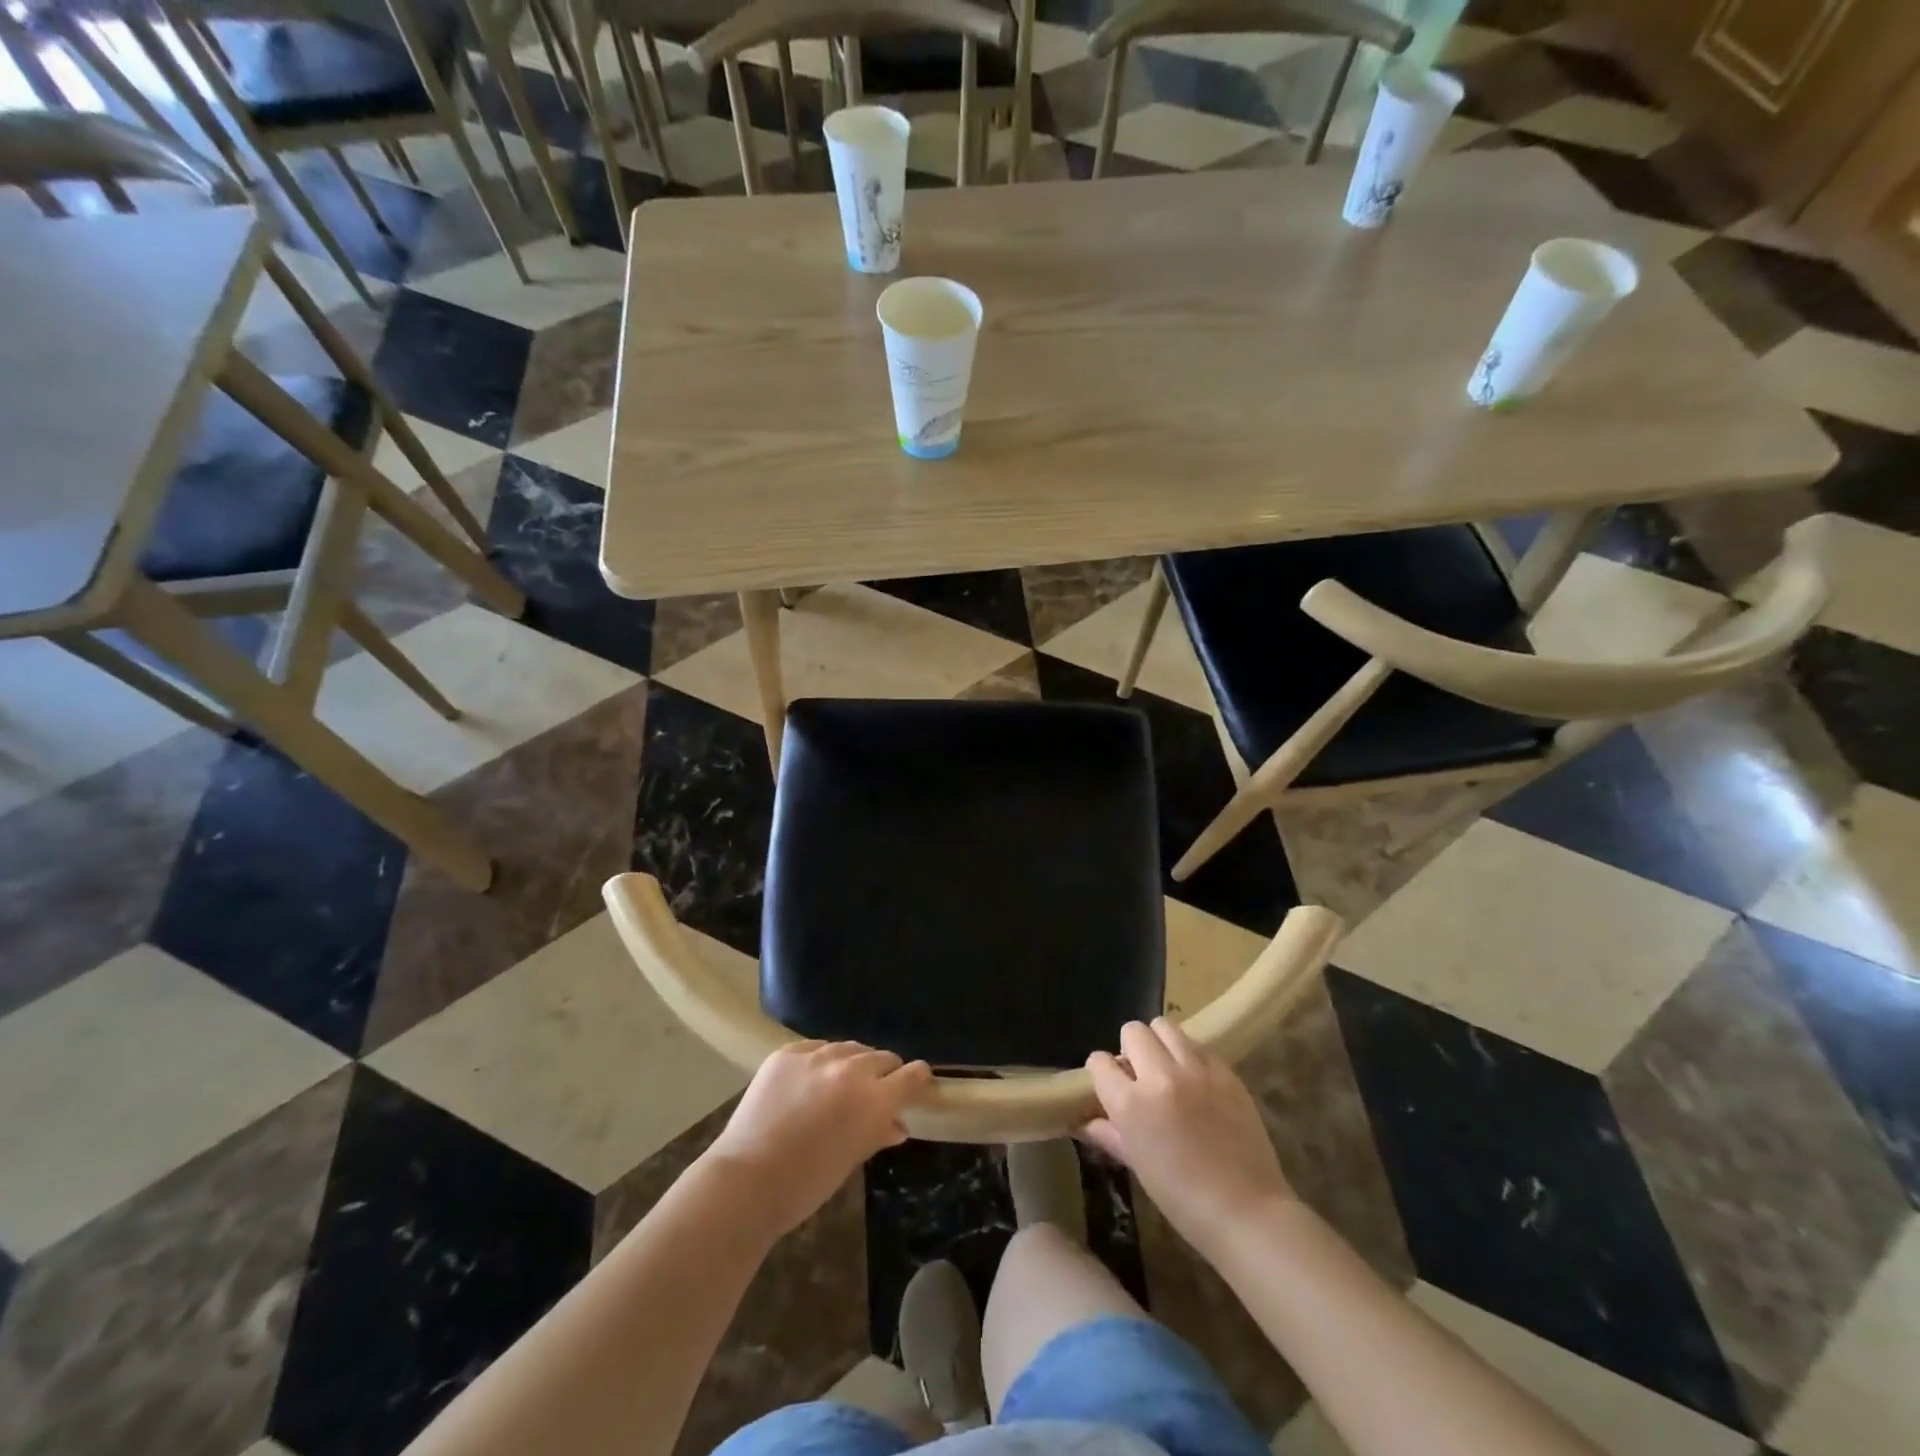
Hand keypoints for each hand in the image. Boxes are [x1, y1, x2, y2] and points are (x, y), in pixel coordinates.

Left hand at [704, 1041, 930, 1239]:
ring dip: (853, 1063)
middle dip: (885, 1072)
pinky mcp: (787, 1053)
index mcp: (873, 1099)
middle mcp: (850, 1069)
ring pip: (849, 1047)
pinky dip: (821, 1061)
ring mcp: (817, 1056)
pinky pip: (816, 1047)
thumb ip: (878, 1133)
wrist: (747, 1180)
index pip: (911, 1075)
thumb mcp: (851, 1159)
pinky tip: (812, 1079)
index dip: (917, 1079)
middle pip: (882, 1057)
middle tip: (877, 1090)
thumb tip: (898, 1125)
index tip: (917, 1084)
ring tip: (842, 1083)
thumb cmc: (807, 1183)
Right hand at [1081, 1018, 1292, 1256]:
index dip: (1101, 1072)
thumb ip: (1109, 1134)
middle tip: (1140, 1075)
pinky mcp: (1225, 1071)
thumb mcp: (1138, 1165)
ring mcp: (1196, 1070)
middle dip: (1130, 1050)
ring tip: (1168, 1068)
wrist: (1246, 1212)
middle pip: (1133, 1032)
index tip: (1110, 1084)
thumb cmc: (1183, 1199)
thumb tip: (1083, 1122)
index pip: (1099, 1062)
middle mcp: (1160, 1076)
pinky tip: (1196, 1080)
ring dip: (1159, 1043)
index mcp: (1131, 1104)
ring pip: (1165, 1026)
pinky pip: (1198, 1044)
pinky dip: (1190, 1055)